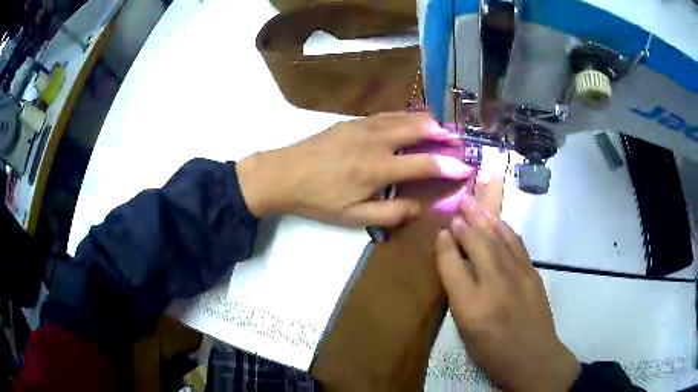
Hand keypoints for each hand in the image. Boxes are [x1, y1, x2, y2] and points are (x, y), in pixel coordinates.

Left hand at [236, 112, 473, 225]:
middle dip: (443, 133)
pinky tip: (410, 120)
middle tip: (458, 139)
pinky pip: (387, 114)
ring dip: (426, 121)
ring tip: (441, 127)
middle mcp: (376, 141)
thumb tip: (420, 207)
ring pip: (404, 117)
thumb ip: (391, 213)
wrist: (284, 174)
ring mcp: (364, 126)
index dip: (450, 166)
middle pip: (419, 129)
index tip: (466, 167)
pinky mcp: (353, 121)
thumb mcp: (353, 216)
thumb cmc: (318, 199)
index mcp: (378, 168)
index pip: (425, 164)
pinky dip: (406, 116)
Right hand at [435, 196, 579, 391]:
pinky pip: (516, 243)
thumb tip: (453, 266)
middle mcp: (494, 285)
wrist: (532, 356)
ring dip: (483, 219)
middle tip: (456, 210)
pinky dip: (504, 229)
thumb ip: (458, 297)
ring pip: (497, 239)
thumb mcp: (465, 332)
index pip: (452, 266)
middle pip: (476, 245)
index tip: (440, 232)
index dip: (444, 246)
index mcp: (471, 307)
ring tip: (472, 203)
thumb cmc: (492, 351)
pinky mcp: (532, 272)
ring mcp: (517, 275)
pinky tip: (497, 222)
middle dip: (463, 225)